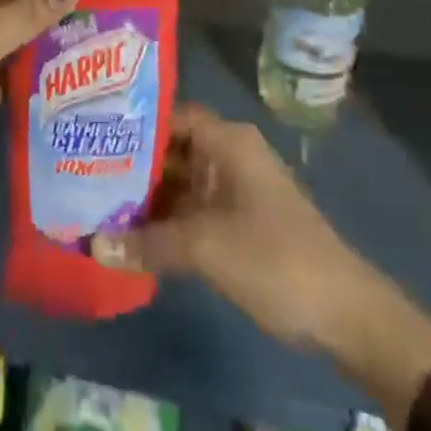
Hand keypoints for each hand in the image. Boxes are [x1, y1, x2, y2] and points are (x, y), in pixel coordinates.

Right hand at [92, 104, 430, 430]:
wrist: (347, 315)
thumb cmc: (275, 259)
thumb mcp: (207, 248)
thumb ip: (148, 243)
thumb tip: (92, 245)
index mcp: (227, 140)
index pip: (169, 115)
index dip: (132, 123)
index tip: (91, 134)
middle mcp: (230, 155)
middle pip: (172, 150)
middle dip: (132, 165)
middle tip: (83, 173)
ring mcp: (235, 190)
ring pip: (180, 183)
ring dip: (147, 198)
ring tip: (97, 205)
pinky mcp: (239, 223)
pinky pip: (193, 211)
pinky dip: (166, 222)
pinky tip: (132, 237)